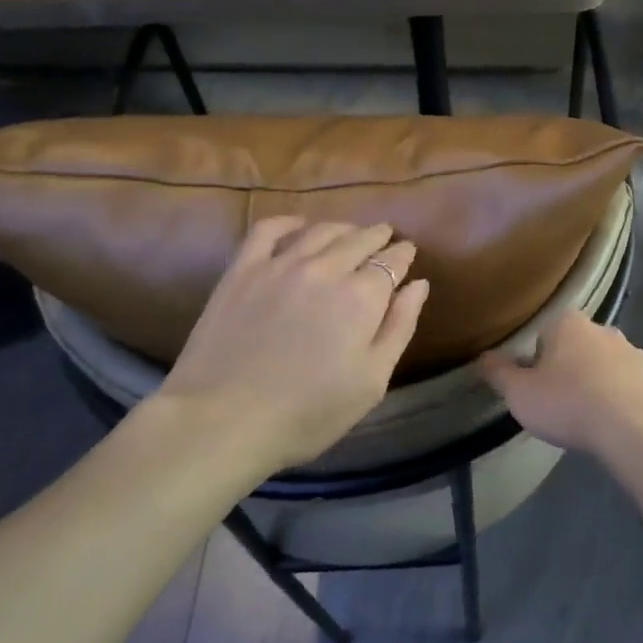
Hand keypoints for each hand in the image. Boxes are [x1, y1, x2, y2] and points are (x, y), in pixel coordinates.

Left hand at [155, 217, 429, 471]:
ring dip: (343, 228)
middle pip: (360, 239)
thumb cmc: (308, 412)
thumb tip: (419, 284)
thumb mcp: (371, 381)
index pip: (392, 262)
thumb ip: (400, 327)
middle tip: (385, 237)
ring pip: (321, 230)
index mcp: (362, 297)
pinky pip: (269, 229)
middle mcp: (326, 268)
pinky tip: (299, 226)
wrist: (223, 421)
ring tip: (350, 233)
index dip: (403, 255)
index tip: (408, 252)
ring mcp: (281, 264)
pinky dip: (290, 222)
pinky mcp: (243, 269)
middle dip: (378, 236)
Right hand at [479, 312, 642, 458]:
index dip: (537, 361)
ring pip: (610, 366)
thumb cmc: (569, 404)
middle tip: (562, 404)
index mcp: (568, 325)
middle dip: (571, 369)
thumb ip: (499, 374)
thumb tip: (483, 357)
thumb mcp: (520, 394)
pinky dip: (627, 402)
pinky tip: (620, 428)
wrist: (637, 430)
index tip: (537, 388)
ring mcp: (637, 354)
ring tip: (591, 419)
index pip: (545, 333)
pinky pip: (635, 389)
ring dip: (600, 384)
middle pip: (579, 347)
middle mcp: (605, 330)